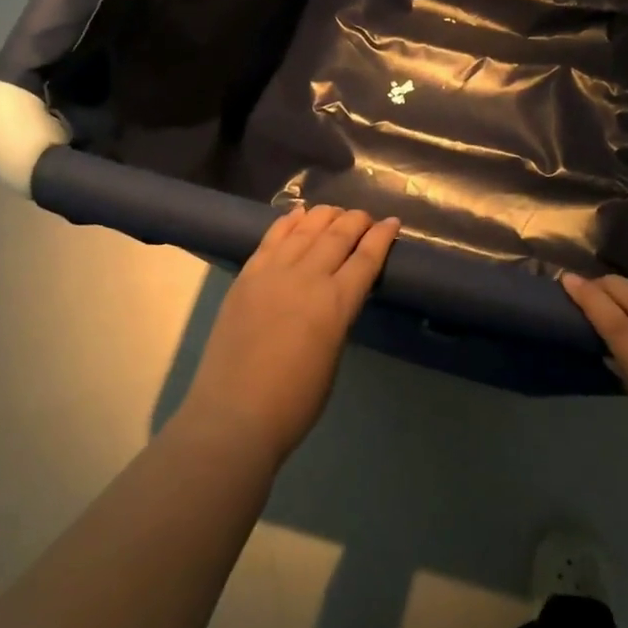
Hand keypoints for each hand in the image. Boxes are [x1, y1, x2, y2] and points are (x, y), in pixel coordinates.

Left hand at [178, 206, 399, 469]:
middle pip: (338, 235)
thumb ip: (338, 317)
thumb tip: (337, 296)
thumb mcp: (333, 356)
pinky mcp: (247, 276)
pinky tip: (299, 214)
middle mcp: (307, 277)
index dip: (382, 237)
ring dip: (325, 216)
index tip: (393, 222)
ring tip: (336, 212)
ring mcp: (273, 272)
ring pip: (306, 229)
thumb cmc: (294, 402)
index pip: (366, 258)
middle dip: (357, 221)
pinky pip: (272, 238)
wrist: (233, 414)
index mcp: (336, 304)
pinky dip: (289, 221)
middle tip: (367, 217)